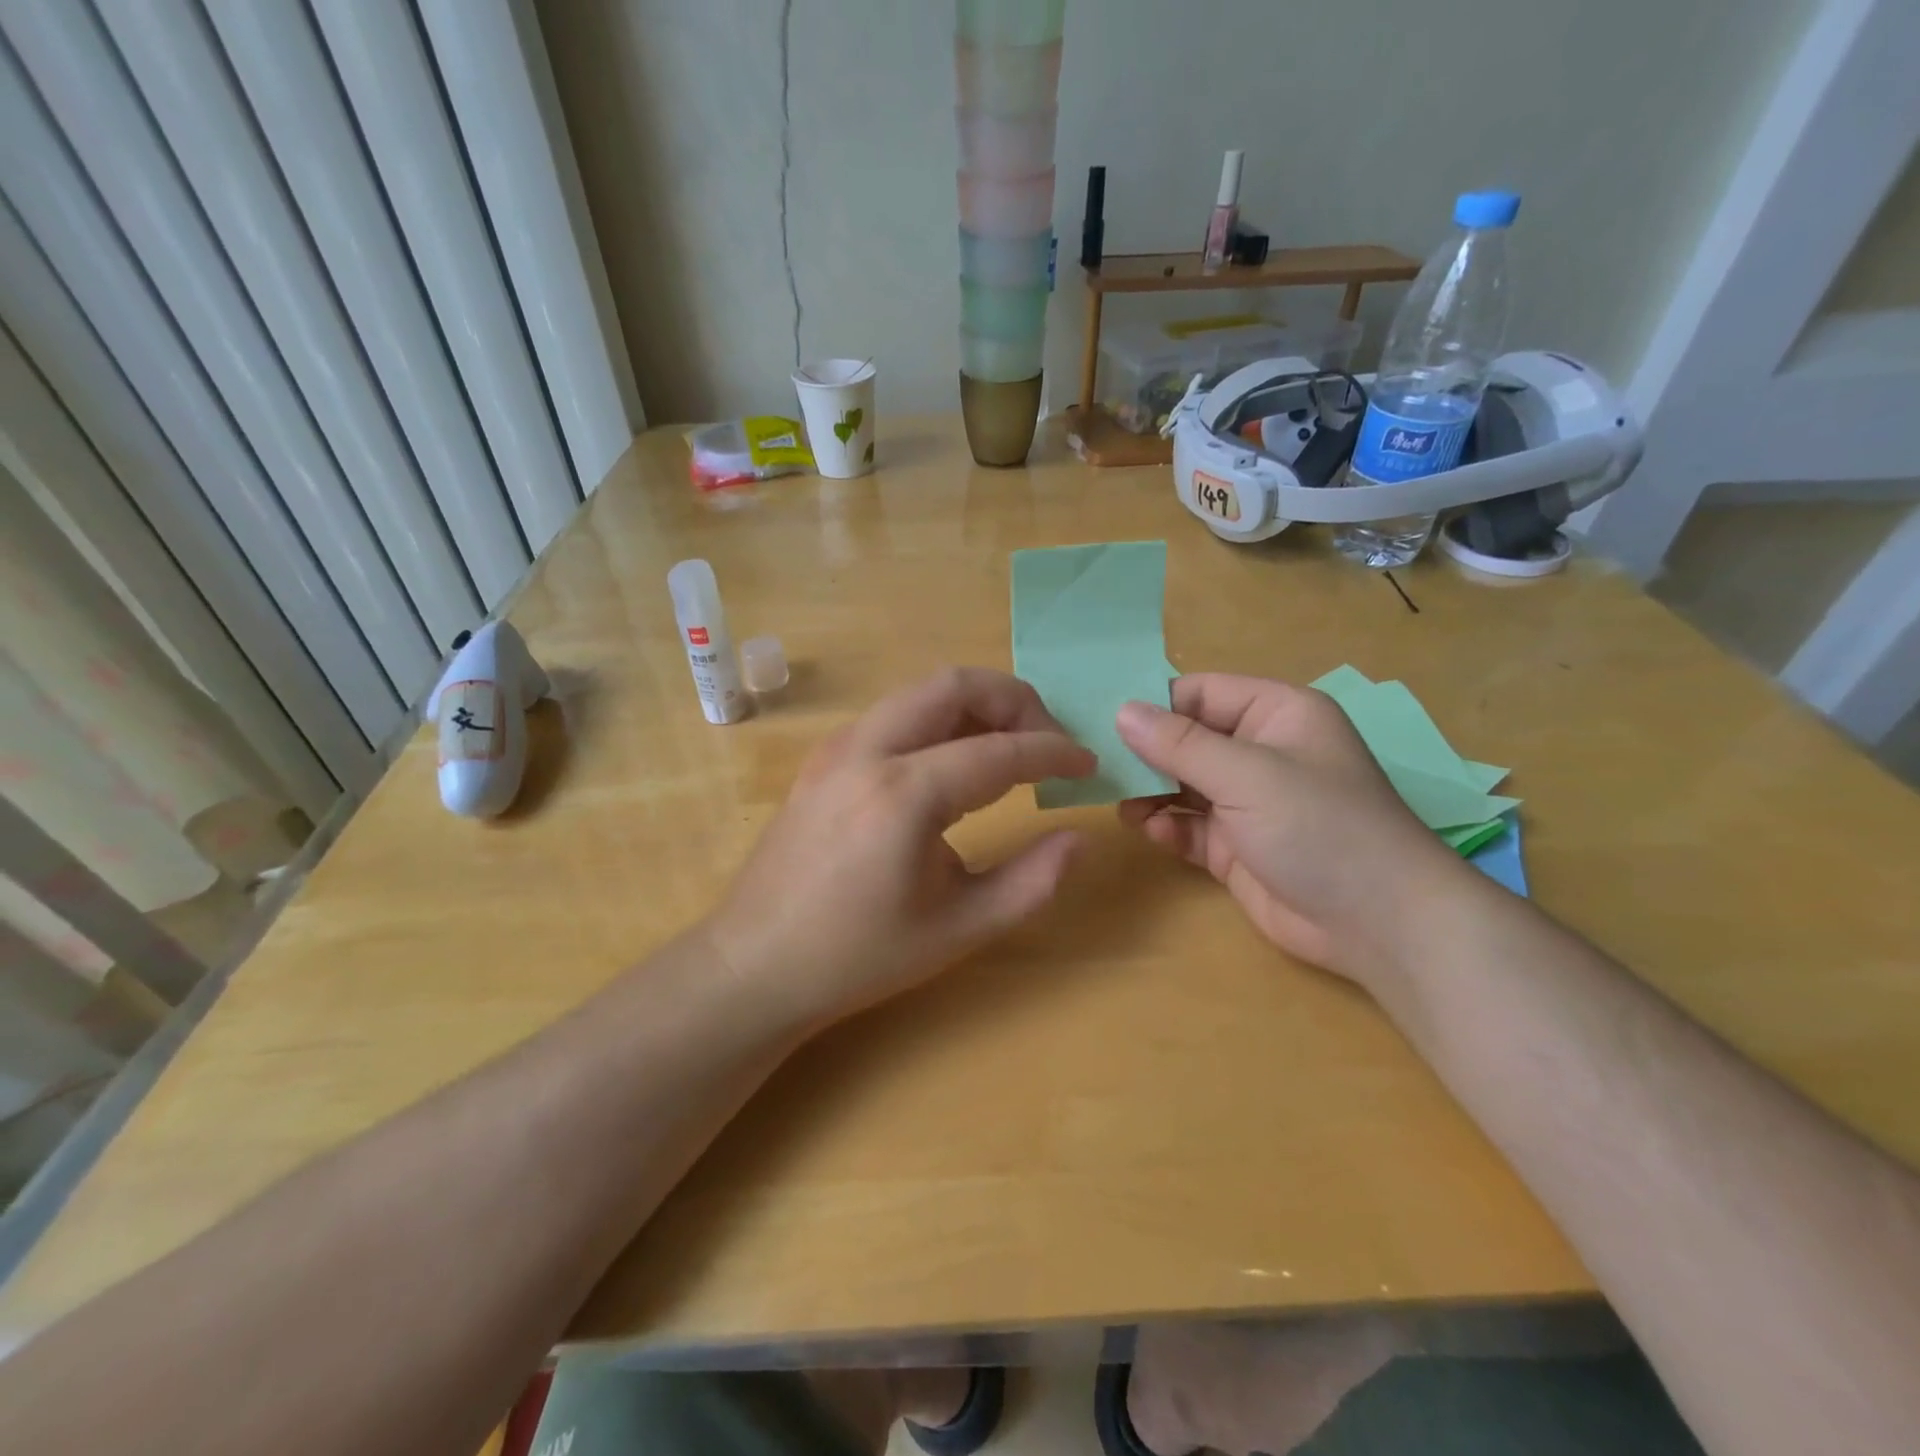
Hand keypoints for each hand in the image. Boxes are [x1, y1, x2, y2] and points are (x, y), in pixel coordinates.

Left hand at [710, 667, 1094, 1029]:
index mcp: (904, 793)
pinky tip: (953, 767)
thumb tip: (1079, 837)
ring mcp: (838, 747)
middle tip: (1048, 742)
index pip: (999, 749)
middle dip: (1014, 701)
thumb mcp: (959, 930)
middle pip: (955, 685)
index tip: (1088, 766)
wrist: (755, 964)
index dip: (1054, 752)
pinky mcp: (823, 758)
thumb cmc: (859, 956)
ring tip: (1008, 752)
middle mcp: (867, 750)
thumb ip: (1032, 882)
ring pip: (920, 693)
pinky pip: (894, 715)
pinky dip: (937, 721)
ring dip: (974, 707)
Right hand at [1115, 674, 1471, 984]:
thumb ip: (1180, 744)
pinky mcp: (1237, 847)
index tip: (1104, 722)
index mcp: (1275, 715)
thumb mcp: (1247, 775)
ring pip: (1183, 785)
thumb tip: (1121, 711)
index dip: (1154, 705)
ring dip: (1151, 793)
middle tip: (1099, 765)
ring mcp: (1248, 803)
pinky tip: (1152, 832)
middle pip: (1187, 740)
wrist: (1379, 924)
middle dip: (1146, 753)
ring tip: (1120, 803)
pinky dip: (1168, 827)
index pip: (1200, 693)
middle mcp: (1260, 753)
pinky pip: (1190, 827)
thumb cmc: (1319, 827)